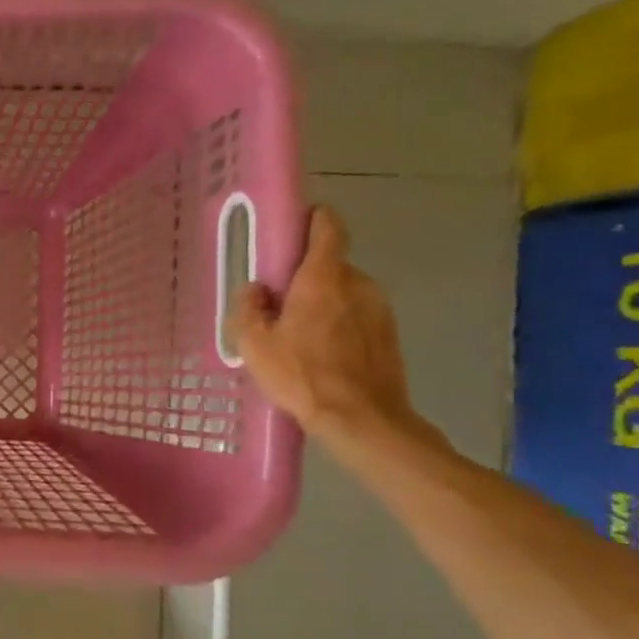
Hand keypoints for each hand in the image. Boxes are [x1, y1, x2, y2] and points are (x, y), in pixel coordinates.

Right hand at [230, 205, 432, 455]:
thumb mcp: (254, 344)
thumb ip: (249, 308)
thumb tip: (255, 289)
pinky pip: (357, 315)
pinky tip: (320, 352)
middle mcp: (358, 284)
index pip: (327, 229)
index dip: (313, 219)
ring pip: (345, 292)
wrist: (361, 418)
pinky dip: (339, 323)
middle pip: (330, 265)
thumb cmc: (301, 375)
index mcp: (323, 279)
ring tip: (298, 333)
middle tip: (279, 300)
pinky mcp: (389, 333)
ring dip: (323, 301)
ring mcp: (379, 309)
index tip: (296, 223)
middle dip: (306, 275)